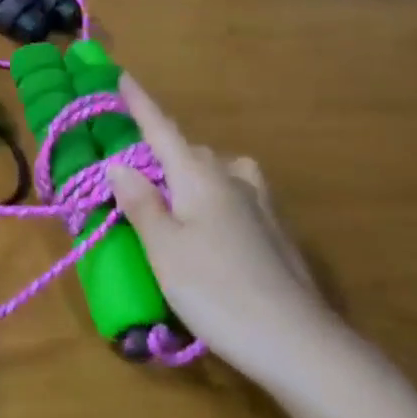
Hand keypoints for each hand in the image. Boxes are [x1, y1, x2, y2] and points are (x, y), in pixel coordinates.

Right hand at [106, 76, 350, 384]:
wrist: (297, 341)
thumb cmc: (216, 290)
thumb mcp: (163, 249)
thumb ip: (141, 203)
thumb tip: (119, 164)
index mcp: (200, 177)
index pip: (163, 131)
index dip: (141, 105)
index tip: (124, 76)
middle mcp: (234, 179)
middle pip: (191, 152)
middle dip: (163, 152)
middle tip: (134, 174)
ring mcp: (262, 205)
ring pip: (219, 172)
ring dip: (193, 174)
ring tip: (174, 199)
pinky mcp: (276, 232)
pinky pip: (236, 195)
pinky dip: (214, 197)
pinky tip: (211, 228)